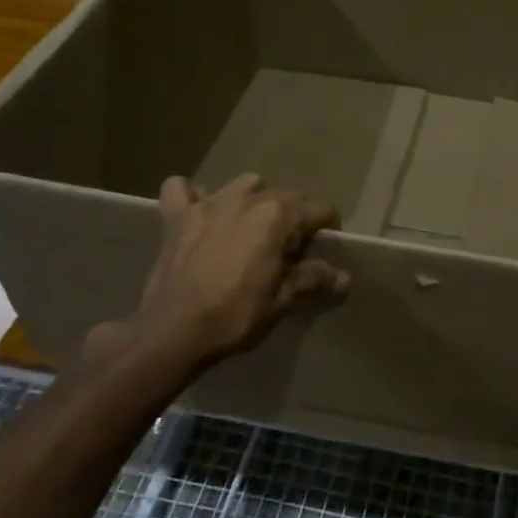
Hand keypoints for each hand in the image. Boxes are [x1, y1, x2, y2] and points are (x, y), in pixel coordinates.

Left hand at [86, 173, 347, 373]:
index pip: (319, 211)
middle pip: (285, 197)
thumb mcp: (282, 300)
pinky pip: (181, 189)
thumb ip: (312, 279)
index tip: (326, 249)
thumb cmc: (236, 315)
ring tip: (250, 228)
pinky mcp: (178, 217)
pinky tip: (198, 213)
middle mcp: (248, 199)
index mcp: (278, 216)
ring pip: (243, 185)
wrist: (173, 331)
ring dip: (252, 200)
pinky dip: (192, 197)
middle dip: (294, 218)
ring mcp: (210, 203)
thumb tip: (344, 278)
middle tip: (291, 251)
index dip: (327, 229)